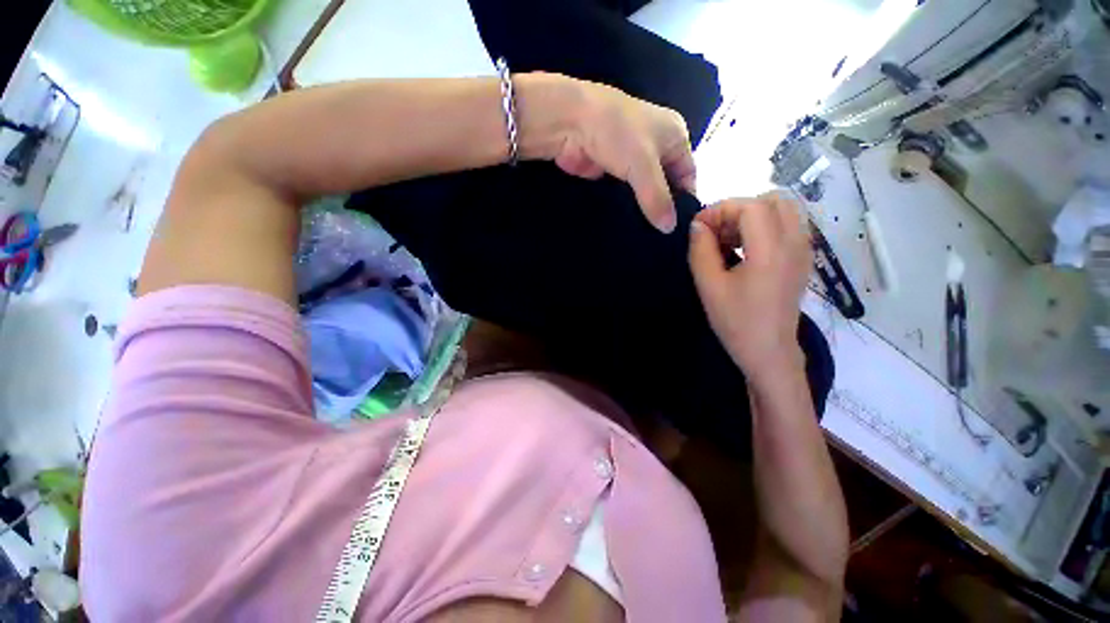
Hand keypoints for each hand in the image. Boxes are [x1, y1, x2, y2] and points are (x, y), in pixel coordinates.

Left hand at [518, 74, 695, 232]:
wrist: (567, 119)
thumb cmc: (617, 132)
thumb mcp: (645, 166)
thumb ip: (658, 199)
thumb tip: (670, 228)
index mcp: (675, 133)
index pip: (689, 173)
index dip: (685, 199)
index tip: (680, 226)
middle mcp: (657, 141)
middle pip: (666, 180)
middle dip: (663, 204)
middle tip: (662, 235)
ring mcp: (630, 153)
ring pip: (643, 186)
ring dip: (642, 204)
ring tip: (646, 234)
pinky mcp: (609, 164)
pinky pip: (623, 189)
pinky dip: (624, 203)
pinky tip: (627, 224)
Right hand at [688, 194, 811, 378]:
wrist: (772, 355)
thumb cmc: (740, 325)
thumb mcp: (710, 288)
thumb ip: (701, 249)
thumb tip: (699, 225)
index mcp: (770, 250)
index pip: (749, 206)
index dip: (721, 209)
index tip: (702, 229)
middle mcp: (792, 244)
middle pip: (772, 200)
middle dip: (742, 208)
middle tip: (723, 232)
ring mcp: (803, 251)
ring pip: (786, 210)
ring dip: (760, 214)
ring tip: (739, 239)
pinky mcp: (805, 260)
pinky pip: (793, 226)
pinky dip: (773, 226)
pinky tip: (756, 250)